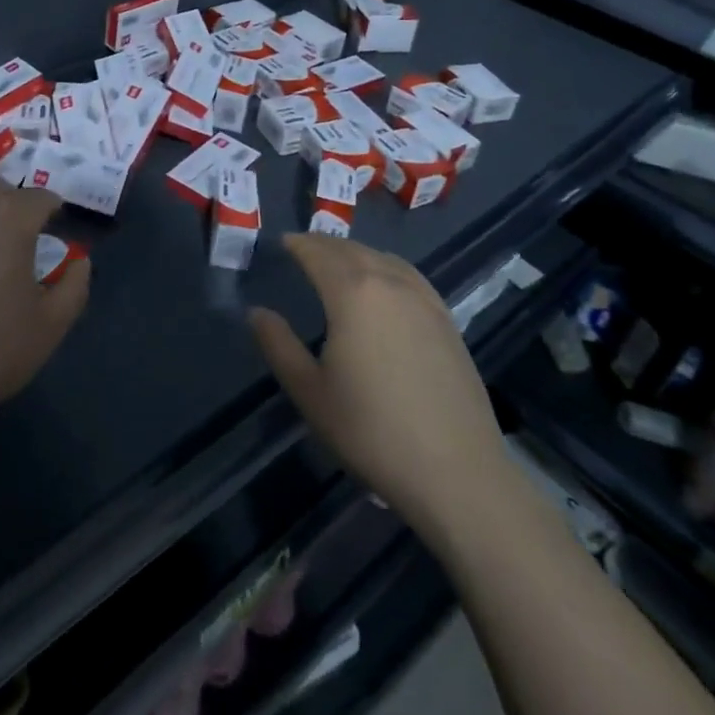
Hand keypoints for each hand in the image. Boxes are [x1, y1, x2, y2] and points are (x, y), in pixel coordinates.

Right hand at [249, 234, 503, 523]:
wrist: (456, 472)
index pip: (319, 254)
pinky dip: (388, 267)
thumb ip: (279, 345)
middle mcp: (389, 284)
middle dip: (325, 245)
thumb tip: (258, 312)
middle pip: (352, 250)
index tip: (283, 242)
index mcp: (352, 293)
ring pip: (384, 259)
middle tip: (304, 249)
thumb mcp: (310, 392)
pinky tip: (386, 284)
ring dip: (356, 253)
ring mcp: (424, 300)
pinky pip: (410, 276)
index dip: (299, 244)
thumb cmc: (371, 431)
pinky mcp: (447, 321)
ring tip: (340, 262)